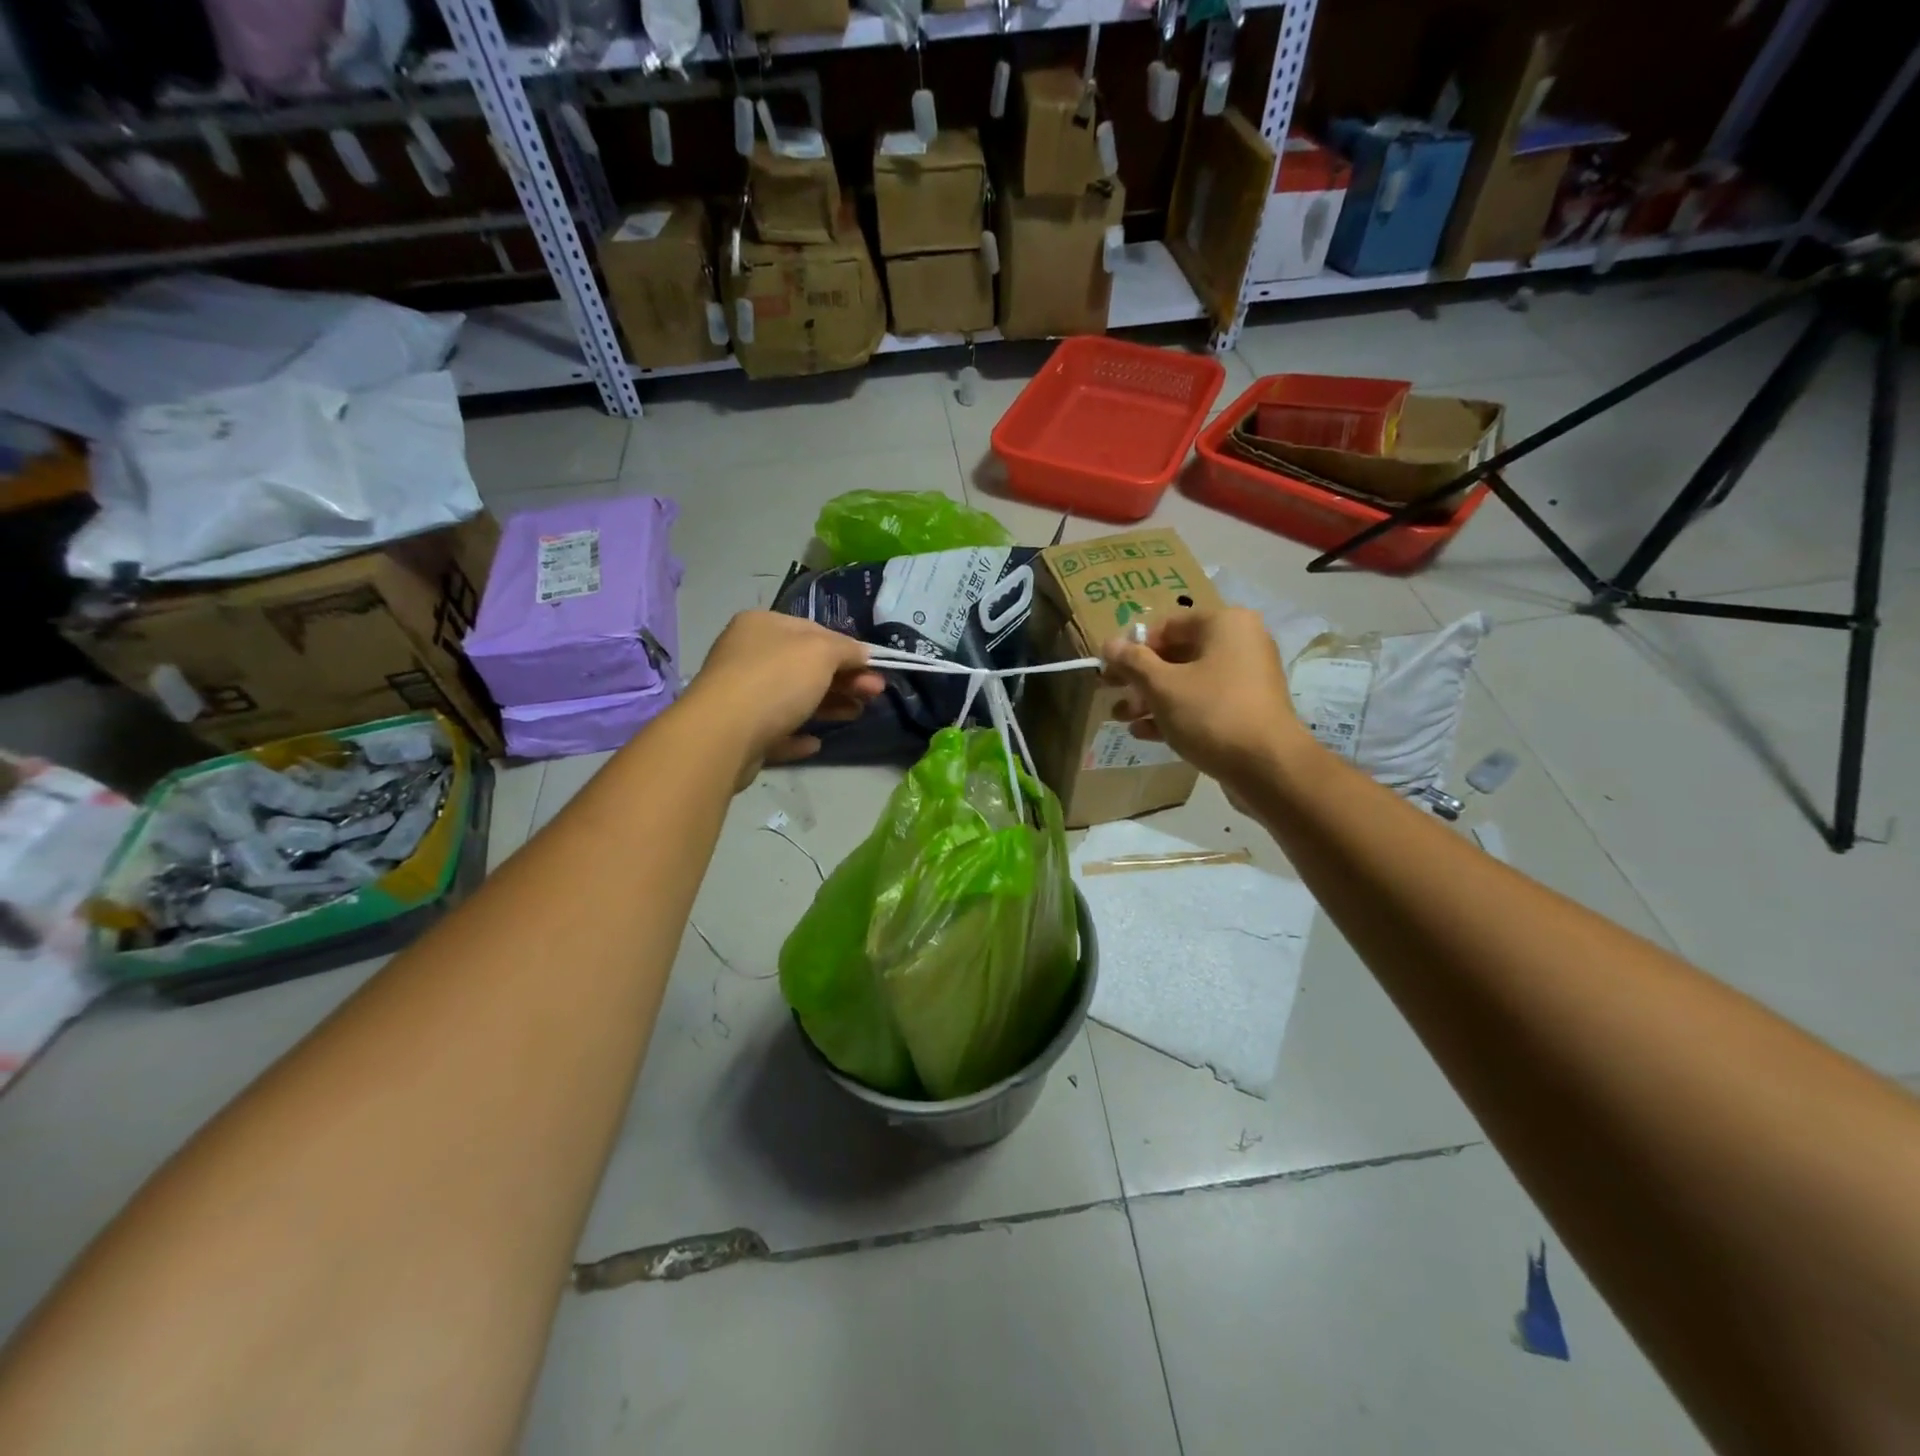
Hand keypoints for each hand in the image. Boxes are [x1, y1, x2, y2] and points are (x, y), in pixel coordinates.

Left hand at [685, 612, 885, 779]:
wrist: (723, 735)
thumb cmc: (775, 680)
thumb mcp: (821, 652)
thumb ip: (846, 649)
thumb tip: (863, 654)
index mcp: (762, 626)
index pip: (814, 631)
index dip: (848, 649)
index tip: (874, 668)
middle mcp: (747, 655)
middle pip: (805, 666)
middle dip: (844, 679)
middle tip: (875, 694)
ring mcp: (741, 696)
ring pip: (793, 699)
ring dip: (829, 706)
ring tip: (857, 715)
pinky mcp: (739, 734)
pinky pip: (775, 732)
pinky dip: (797, 735)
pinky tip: (815, 742)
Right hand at [1101, 608, 1311, 789]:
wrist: (1268, 768)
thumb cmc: (1211, 714)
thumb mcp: (1162, 686)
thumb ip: (1132, 662)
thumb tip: (1108, 644)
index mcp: (1225, 624)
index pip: (1167, 626)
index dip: (1133, 647)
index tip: (1109, 670)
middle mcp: (1240, 643)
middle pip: (1176, 654)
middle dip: (1140, 677)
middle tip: (1110, 693)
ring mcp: (1246, 679)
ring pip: (1188, 682)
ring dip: (1151, 699)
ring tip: (1121, 718)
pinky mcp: (1246, 710)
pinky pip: (1203, 703)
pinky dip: (1174, 714)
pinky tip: (1144, 733)